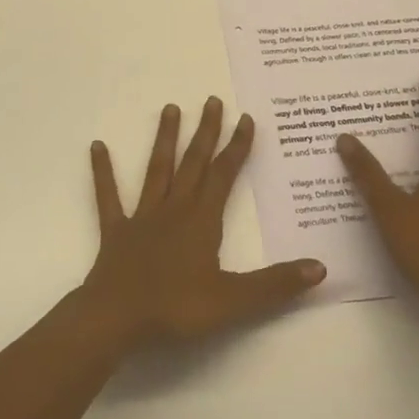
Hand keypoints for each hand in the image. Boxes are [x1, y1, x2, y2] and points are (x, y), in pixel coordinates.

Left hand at [79, 96, 326, 351]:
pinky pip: (109, 195)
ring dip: (165, 139)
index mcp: (202, 220)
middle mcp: (174, 208)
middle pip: (193, 163)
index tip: (245, 118)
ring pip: (157, 169)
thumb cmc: (176, 308)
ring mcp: (142, 216)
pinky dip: (103, 171)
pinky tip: (97, 146)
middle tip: (212, 100)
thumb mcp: (233, 301)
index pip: (224, 175)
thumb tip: (320, 267)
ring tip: (170, 108)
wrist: (117, 317)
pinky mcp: (116, 229)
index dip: (237, 147)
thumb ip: (275, 284)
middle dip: (206, 132)